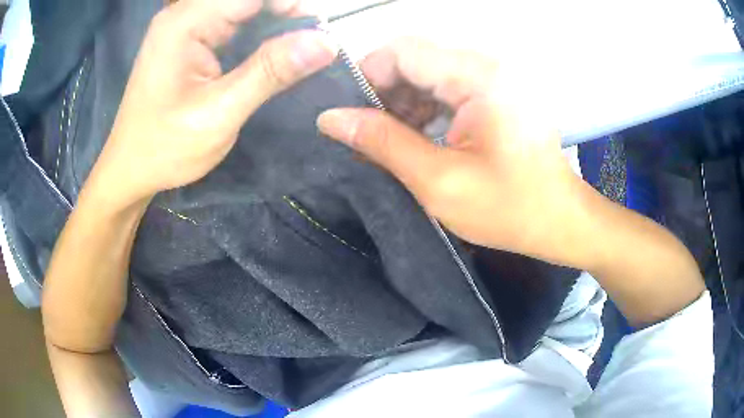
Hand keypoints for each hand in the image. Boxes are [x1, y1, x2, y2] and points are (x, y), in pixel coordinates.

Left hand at [89, 0, 335, 208]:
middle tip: (313, 42)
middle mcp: (183, 15)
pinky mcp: (189, 40)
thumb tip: (326, 42)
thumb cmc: (165, 148)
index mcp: (184, 23)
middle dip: (284, 10)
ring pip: (242, 7)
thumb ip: (269, 72)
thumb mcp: (219, 114)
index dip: (289, 3)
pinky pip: (232, 22)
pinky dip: (258, 32)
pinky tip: (272, 51)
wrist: (130, 170)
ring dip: (274, 21)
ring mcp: (185, 26)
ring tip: (298, 47)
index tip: (319, 29)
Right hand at [317, 38, 585, 262]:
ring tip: (389, 143)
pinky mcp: (493, 93)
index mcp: (477, 77)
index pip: (401, 50)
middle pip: (413, 59)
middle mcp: (485, 66)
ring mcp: (491, 78)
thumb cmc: (510, 208)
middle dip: (382, 94)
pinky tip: (416, 139)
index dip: (366, 76)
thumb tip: (330, 118)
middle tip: (365, 136)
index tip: (348, 114)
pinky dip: (423, 109)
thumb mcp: (439, 181)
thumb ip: (382, 143)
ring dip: (401, 103)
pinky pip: (445, 87)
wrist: (559, 220)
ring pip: (426, 73)